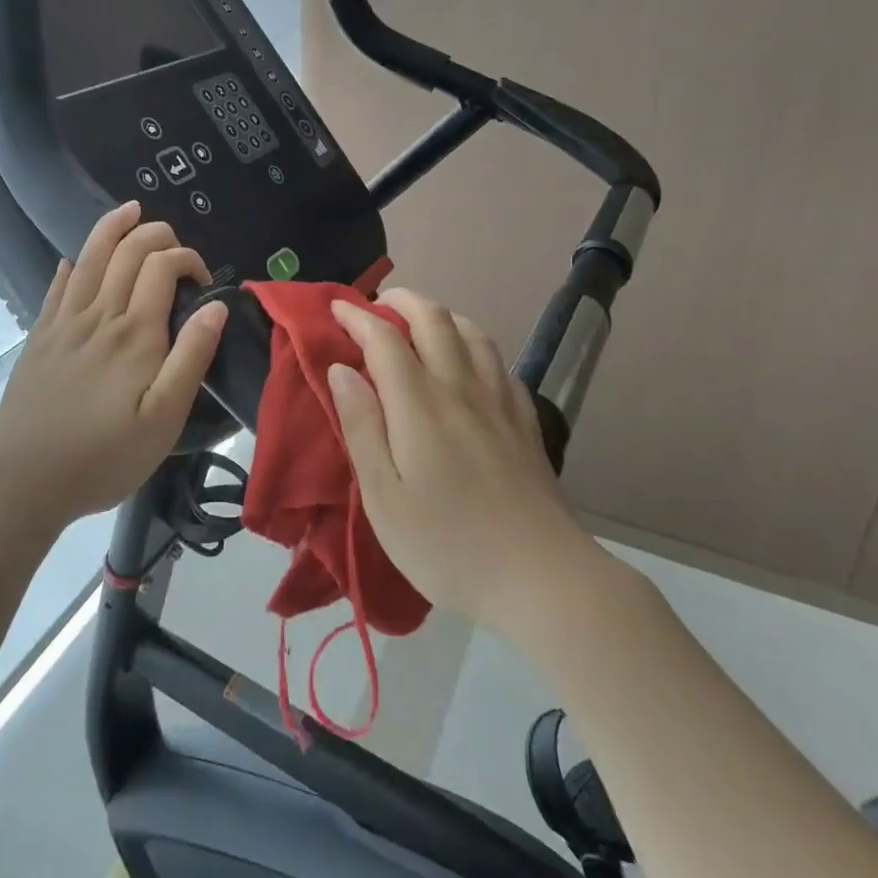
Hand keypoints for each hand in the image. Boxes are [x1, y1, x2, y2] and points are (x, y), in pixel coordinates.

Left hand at [0, 201, 226, 525]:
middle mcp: (99, 315)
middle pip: (126, 251)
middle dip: (155, 234)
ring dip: (111, 228)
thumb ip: (191, 358)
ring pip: (88, 257)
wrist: (23, 481)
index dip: (187, 258)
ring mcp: (63, 323)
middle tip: (174, 244)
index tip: (203, 281)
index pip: (162, 266)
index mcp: (135, 333)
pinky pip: (55, 287)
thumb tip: (216, 308)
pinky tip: (72, 261)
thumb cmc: (104, 456)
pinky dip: (69, 266)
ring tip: (129, 210)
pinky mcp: (39, 337)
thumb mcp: (164, 419)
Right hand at [328, 289, 595, 636]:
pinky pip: (499, 362)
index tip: (335, 308)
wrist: (541, 578)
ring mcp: (499, 402)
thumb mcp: (384, 498)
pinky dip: (474, 345)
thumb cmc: (447, 545)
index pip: (384, 339)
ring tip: (420, 323)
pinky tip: (469, 363)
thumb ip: (361, 427)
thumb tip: (341, 370)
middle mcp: (460, 388)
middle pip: (434, 320)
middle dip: (402, 300)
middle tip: (377, 305)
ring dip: (441, 315)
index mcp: (419, 405)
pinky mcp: (525, 422)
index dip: (357, 317)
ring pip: (471, 333)